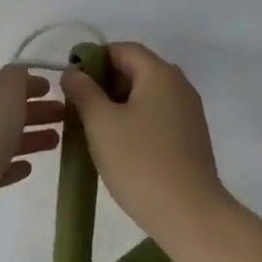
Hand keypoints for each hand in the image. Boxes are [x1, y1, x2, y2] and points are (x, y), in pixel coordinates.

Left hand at [0, 68, 64, 244]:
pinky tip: (29, 167)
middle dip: (34, 110)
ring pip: (2, 139)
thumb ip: (16, 77)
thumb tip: (20, 77)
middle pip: (2, 110)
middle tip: (64, 115)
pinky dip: (13, 165)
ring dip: (29, 137)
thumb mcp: (5, 89)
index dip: (25, 82)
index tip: (52, 89)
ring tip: (57, 141)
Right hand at [61, 43, 230, 239]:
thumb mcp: (101, 123)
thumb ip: (83, 91)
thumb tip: (73, 73)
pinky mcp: (190, 137)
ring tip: (92, 129)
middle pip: (136, 70)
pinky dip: (134, 121)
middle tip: (77, 107)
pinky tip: (117, 145)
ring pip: (146, 95)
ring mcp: (188, 113)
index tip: (71, 82)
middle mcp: (180, 86)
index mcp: (160, 74)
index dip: (93, 59)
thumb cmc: (139, 162)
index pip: (123, 49)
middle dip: (104, 83)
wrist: (188, 213)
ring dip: (117, 105)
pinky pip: (157, 116)